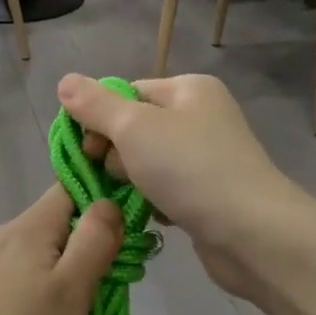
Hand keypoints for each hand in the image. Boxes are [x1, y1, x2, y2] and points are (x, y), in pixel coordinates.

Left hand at [0, 187, 122, 314]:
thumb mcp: (71, 291)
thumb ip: (95, 241)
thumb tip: (107, 201)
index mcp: (29, 228)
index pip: (70, 187)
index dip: (100, 201)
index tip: (122, 237)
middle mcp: (1, 236)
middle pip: (54, 228)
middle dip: (82, 253)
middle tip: (102, 296)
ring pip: (32, 259)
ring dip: (55, 280)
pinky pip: (9, 285)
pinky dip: (28, 299)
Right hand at [57, 73, 303, 298]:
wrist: (251, 233)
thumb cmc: (189, 168)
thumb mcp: (133, 128)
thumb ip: (95, 105)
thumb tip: (64, 81)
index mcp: (188, 89)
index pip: (126, 93)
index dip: (100, 119)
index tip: (88, 150)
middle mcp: (201, 116)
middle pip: (135, 128)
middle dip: (118, 155)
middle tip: (122, 176)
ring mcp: (208, 156)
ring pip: (147, 163)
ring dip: (135, 182)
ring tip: (142, 199)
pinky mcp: (210, 193)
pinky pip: (166, 190)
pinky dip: (156, 202)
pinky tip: (160, 216)